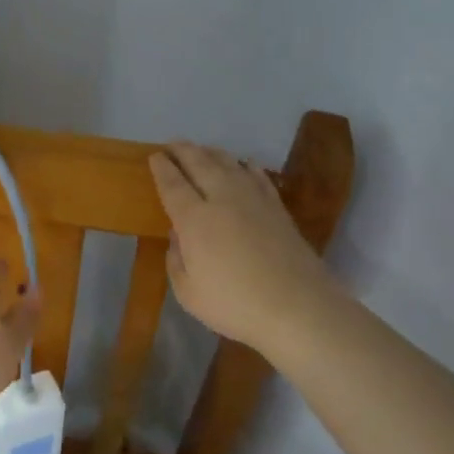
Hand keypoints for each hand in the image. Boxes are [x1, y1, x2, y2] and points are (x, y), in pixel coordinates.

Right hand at [149, 142, 334, 353]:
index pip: (173, 183)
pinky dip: (246, 166)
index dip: (162, 168)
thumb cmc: (235, 304)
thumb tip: (178, 236)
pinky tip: (244, 164)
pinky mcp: (277, 208)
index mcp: (194, 219)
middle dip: (183, 150)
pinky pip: (258, 176)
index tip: (154, 156)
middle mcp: (222, 199)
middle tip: (172, 144)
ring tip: (202, 150)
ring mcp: (254, 200)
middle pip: (200, 163)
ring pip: (229, 163)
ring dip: (211, 152)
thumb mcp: (189, 292)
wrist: (298, 308)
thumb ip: (176, 260)